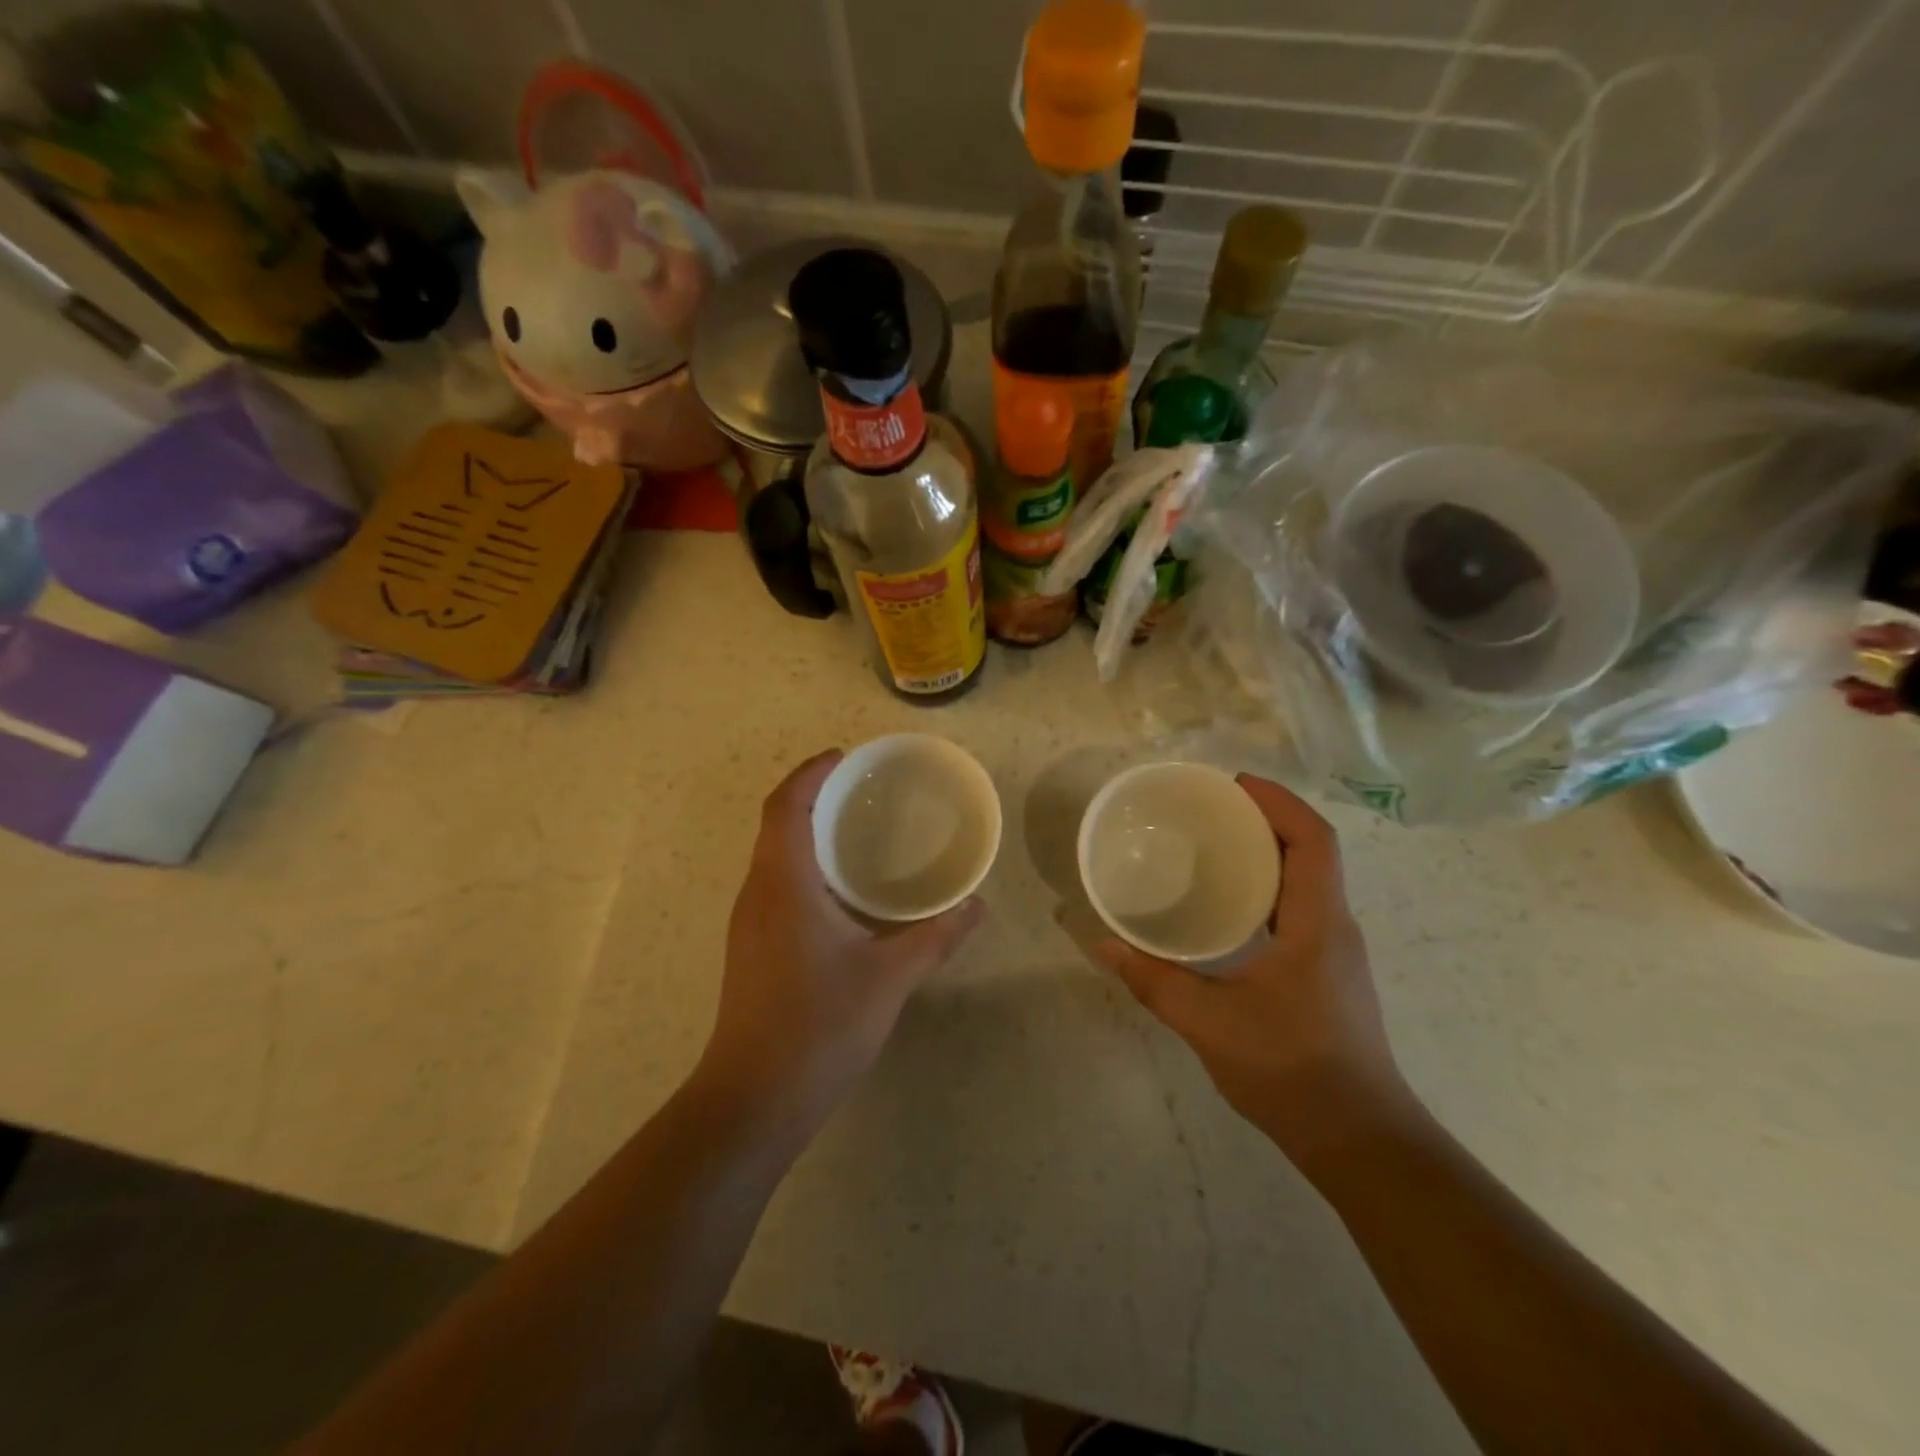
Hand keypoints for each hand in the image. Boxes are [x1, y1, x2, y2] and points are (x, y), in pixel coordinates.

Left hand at [699, 751, 983, 1128]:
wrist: (753, 1099)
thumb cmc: (819, 1026)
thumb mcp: (889, 977)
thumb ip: (935, 937)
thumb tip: (976, 907)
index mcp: (784, 884)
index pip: (786, 806)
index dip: (810, 773)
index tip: (843, 757)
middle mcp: (758, 893)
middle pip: (776, 824)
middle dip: (812, 796)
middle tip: (860, 790)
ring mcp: (748, 923)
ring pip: (774, 856)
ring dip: (806, 832)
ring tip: (855, 830)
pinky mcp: (751, 948)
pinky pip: (776, 885)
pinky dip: (804, 866)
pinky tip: (842, 891)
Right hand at [1079, 775, 1415, 1166]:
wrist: (1358, 1140)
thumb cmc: (1290, 1070)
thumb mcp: (1209, 1022)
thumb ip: (1153, 980)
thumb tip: (1103, 943)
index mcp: (1318, 924)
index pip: (1313, 840)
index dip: (1279, 802)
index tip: (1233, 785)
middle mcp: (1335, 927)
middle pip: (1311, 851)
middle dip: (1266, 818)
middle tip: (1209, 809)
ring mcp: (1335, 951)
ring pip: (1307, 880)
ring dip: (1267, 851)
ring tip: (1212, 845)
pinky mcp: (1326, 973)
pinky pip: (1299, 908)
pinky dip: (1267, 886)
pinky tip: (1227, 906)